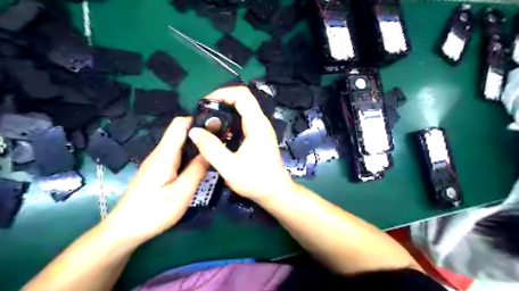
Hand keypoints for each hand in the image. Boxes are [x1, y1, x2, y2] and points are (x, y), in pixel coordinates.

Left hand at [103, 118, 207, 244]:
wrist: (124, 230)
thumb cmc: (153, 212)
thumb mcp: (181, 193)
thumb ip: (197, 170)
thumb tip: (209, 152)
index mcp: (165, 155)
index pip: (179, 124)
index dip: (197, 120)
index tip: (216, 126)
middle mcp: (160, 153)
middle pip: (180, 133)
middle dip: (200, 133)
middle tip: (221, 141)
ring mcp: (157, 162)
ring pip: (179, 144)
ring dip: (196, 145)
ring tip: (214, 152)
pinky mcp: (157, 170)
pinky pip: (176, 155)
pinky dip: (190, 155)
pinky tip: (200, 165)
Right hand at [188, 86, 293, 201]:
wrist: (275, 192)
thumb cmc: (255, 181)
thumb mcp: (229, 167)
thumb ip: (211, 148)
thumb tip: (195, 131)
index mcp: (257, 125)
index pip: (242, 95)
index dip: (222, 93)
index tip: (205, 103)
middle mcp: (261, 123)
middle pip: (243, 99)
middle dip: (221, 101)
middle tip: (204, 112)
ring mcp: (262, 129)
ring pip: (243, 109)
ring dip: (225, 110)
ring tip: (209, 121)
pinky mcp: (260, 136)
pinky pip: (244, 120)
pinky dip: (231, 120)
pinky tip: (220, 133)